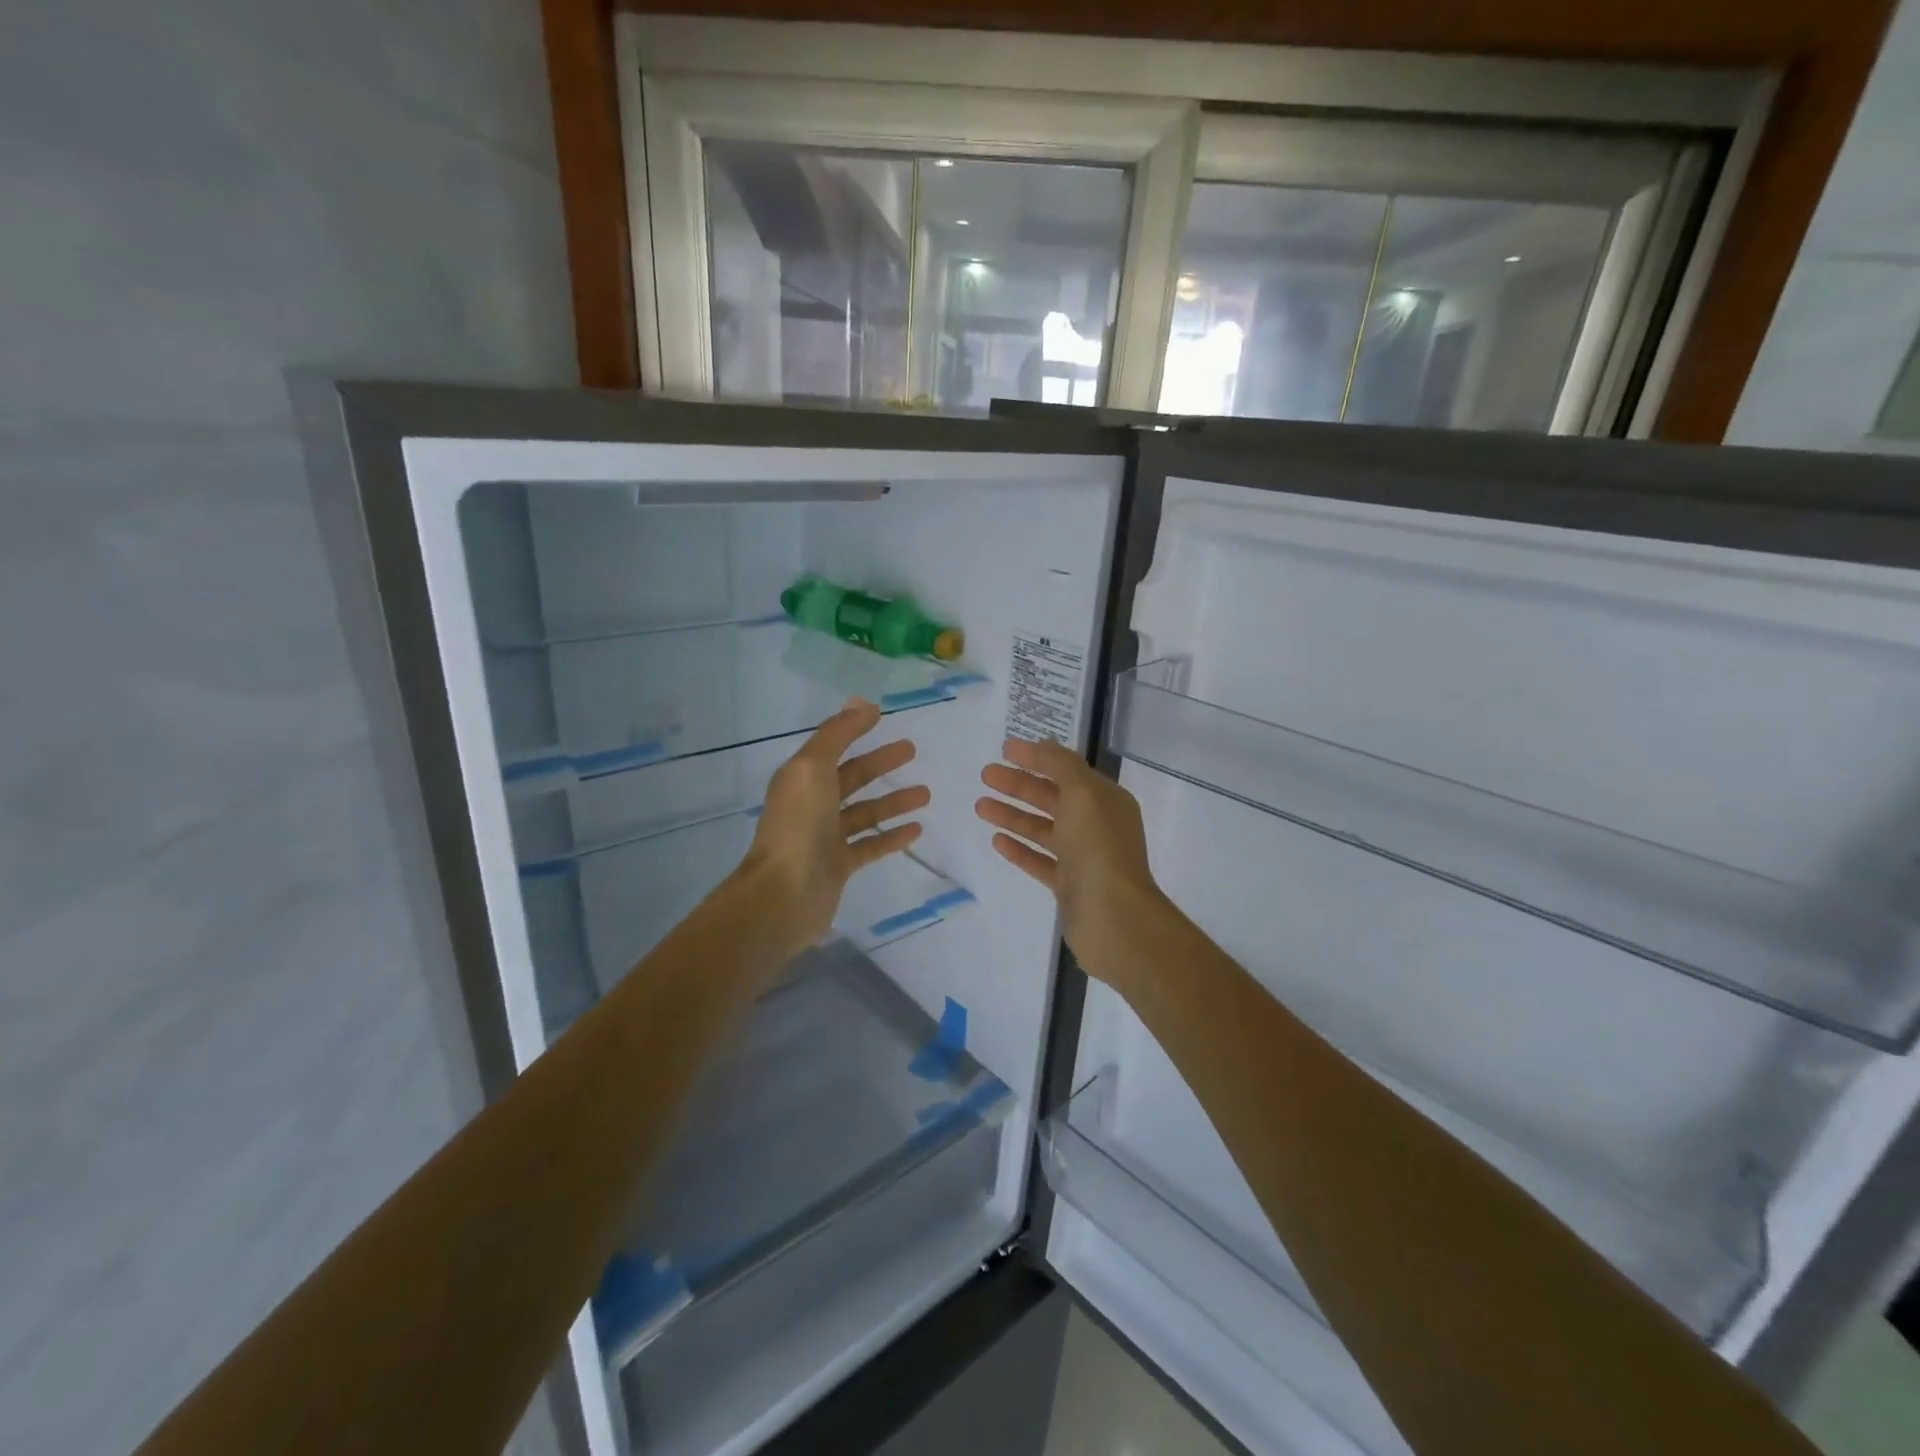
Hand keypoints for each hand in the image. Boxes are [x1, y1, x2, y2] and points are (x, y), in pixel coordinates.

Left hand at [738, 698, 928, 954]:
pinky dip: (892, 836)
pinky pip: (870, 845)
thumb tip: (861, 703)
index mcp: (801, 778)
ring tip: (926, 793)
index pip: (832, 746)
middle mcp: (812, 804)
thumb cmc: (798, 825)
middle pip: (851, 777)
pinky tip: (917, 830)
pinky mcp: (839, 866)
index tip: (882, 715)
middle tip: (912, 750)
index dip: (855, 729)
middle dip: (881, 763)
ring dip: (893, 800)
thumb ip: (836, 735)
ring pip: (865, 812)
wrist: (783, 895)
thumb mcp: (812, 768)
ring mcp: (825, 837)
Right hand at [975, 738, 1166, 985]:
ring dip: (1012, 814)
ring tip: (980, 806)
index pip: (1066, 769)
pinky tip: (996, 840)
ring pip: (1042, 828)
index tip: (1004, 749)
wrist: (1113, 917)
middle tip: (985, 775)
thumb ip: (1061, 765)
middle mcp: (1096, 824)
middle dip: (1018, 784)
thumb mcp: (1083, 793)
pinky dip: (1019, 848)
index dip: (1036, 757)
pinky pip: (1039, 860)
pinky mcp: (1068, 885)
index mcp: (1105, 799)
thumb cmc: (1098, 847)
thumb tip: (1043, 745)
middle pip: (1051, 797)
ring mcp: (1082, 856)